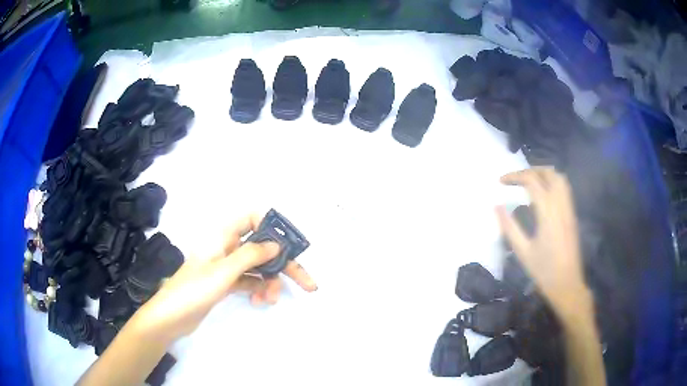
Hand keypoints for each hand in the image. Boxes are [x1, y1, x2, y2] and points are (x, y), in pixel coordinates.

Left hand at [128, 213, 317, 343]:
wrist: (171, 317)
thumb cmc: (194, 289)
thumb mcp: (224, 271)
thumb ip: (251, 255)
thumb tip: (277, 244)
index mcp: (223, 236)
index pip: (252, 218)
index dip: (271, 226)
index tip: (288, 245)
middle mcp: (227, 247)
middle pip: (262, 248)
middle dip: (283, 264)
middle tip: (307, 283)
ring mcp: (227, 267)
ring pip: (258, 268)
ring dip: (270, 282)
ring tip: (271, 300)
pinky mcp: (226, 284)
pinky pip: (250, 282)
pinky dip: (258, 290)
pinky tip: (260, 302)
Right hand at [496, 167, 590, 317]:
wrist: (567, 284)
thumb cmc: (544, 271)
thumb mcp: (523, 251)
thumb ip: (509, 227)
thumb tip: (496, 206)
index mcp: (548, 212)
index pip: (531, 181)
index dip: (515, 176)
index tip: (500, 181)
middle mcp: (560, 204)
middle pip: (548, 173)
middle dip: (530, 170)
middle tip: (515, 179)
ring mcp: (569, 208)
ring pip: (559, 178)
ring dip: (543, 173)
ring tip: (529, 181)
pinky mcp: (572, 215)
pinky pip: (564, 188)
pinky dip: (552, 182)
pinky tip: (543, 194)